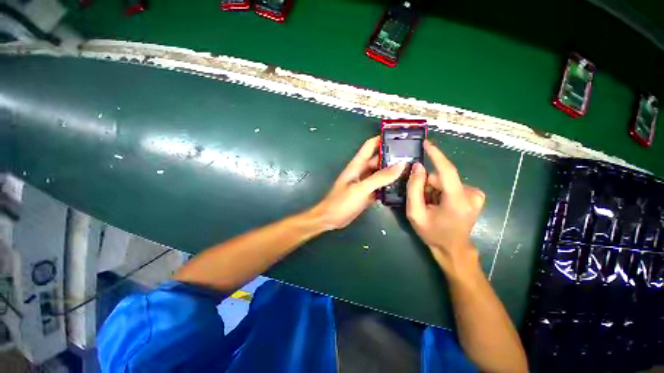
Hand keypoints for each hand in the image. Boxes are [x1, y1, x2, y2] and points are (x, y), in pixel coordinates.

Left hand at [309, 136, 405, 230]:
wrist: (331, 219)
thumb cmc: (342, 201)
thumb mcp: (361, 188)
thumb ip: (380, 177)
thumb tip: (400, 165)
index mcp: (357, 165)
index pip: (370, 145)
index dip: (382, 139)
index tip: (400, 137)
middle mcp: (362, 171)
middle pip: (379, 159)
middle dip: (393, 157)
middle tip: (412, 156)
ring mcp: (365, 183)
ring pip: (381, 173)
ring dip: (393, 172)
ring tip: (411, 170)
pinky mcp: (367, 193)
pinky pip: (380, 186)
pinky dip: (389, 185)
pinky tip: (401, 186)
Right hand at [406, 141, 485, 272]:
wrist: (453, 248)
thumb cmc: (432, 233)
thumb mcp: (415, 213)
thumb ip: (414, 189)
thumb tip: (417, 167)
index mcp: (457, 201)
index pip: (447, 170)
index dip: (436, 155)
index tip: (426, 143)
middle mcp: (472, 194)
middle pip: (442, 178)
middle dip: (428, 185)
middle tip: (422, 200)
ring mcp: (476, 195)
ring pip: (446, 181)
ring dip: (434, 189)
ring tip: (431, 204)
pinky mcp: (476, 195)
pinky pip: (452, 185)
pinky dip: (442, 191)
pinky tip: (440, 203)